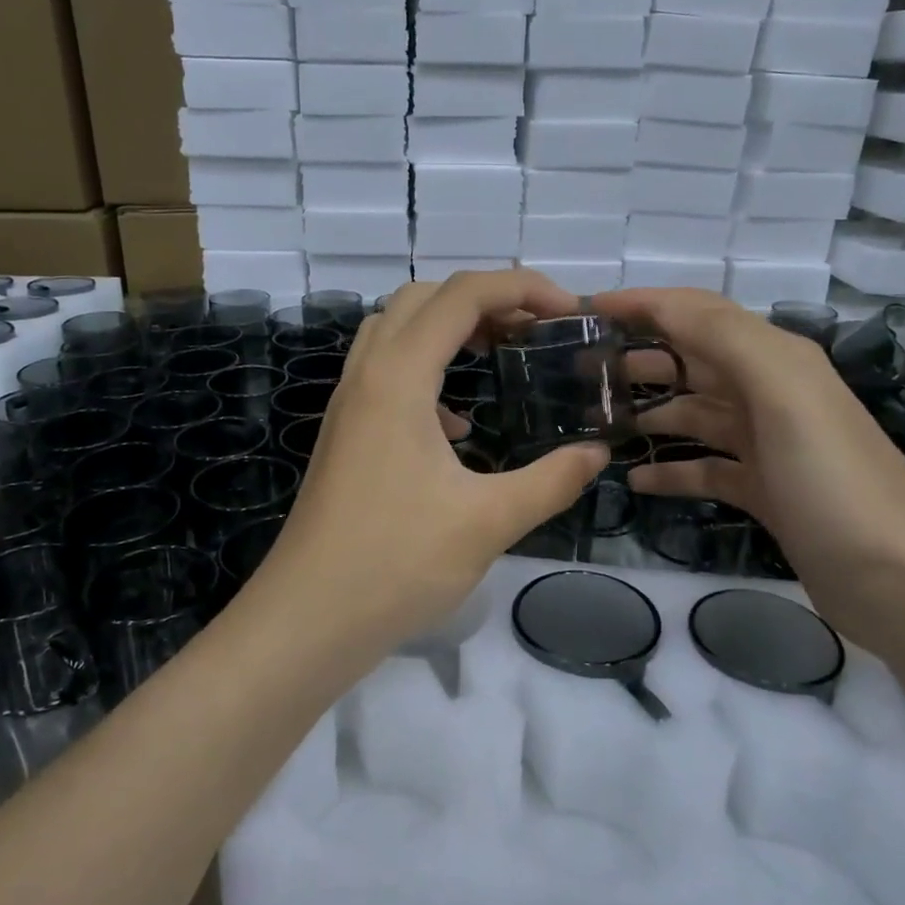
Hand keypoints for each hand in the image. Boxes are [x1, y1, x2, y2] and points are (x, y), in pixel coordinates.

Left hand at [264, 270, 610, 650]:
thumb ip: (551, 480)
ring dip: (450, 328)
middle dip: (485, 300)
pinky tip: (457, 425)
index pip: (462, 295)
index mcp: (398, 377)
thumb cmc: (396, 563)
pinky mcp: (345, 432)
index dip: (522, 287)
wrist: (308, 617)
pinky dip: (427, 371)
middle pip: (424, 298)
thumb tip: (596, 453)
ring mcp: (349, 403)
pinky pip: (385, 371)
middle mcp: (367, 374)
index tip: (569, 312)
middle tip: (534, 332)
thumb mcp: (488, 521)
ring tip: (500, 356)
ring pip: (397, 330)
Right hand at [591, 288, 904, 643]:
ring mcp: (768, 445)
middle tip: (578, 371)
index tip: (583, 310)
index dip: (642, 303)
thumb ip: (724, 338)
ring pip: (694, 413)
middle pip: (691, 360)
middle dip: (637, 356)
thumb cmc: (835, 481)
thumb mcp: (785, 393)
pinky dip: (670, 469)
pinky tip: (635, 479)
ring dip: (648, 412)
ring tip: (595, 422)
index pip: (697, 312)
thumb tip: (659, 306)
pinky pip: (705, 468)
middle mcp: (771, 392)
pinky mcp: (765, 491)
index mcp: (775, 359)